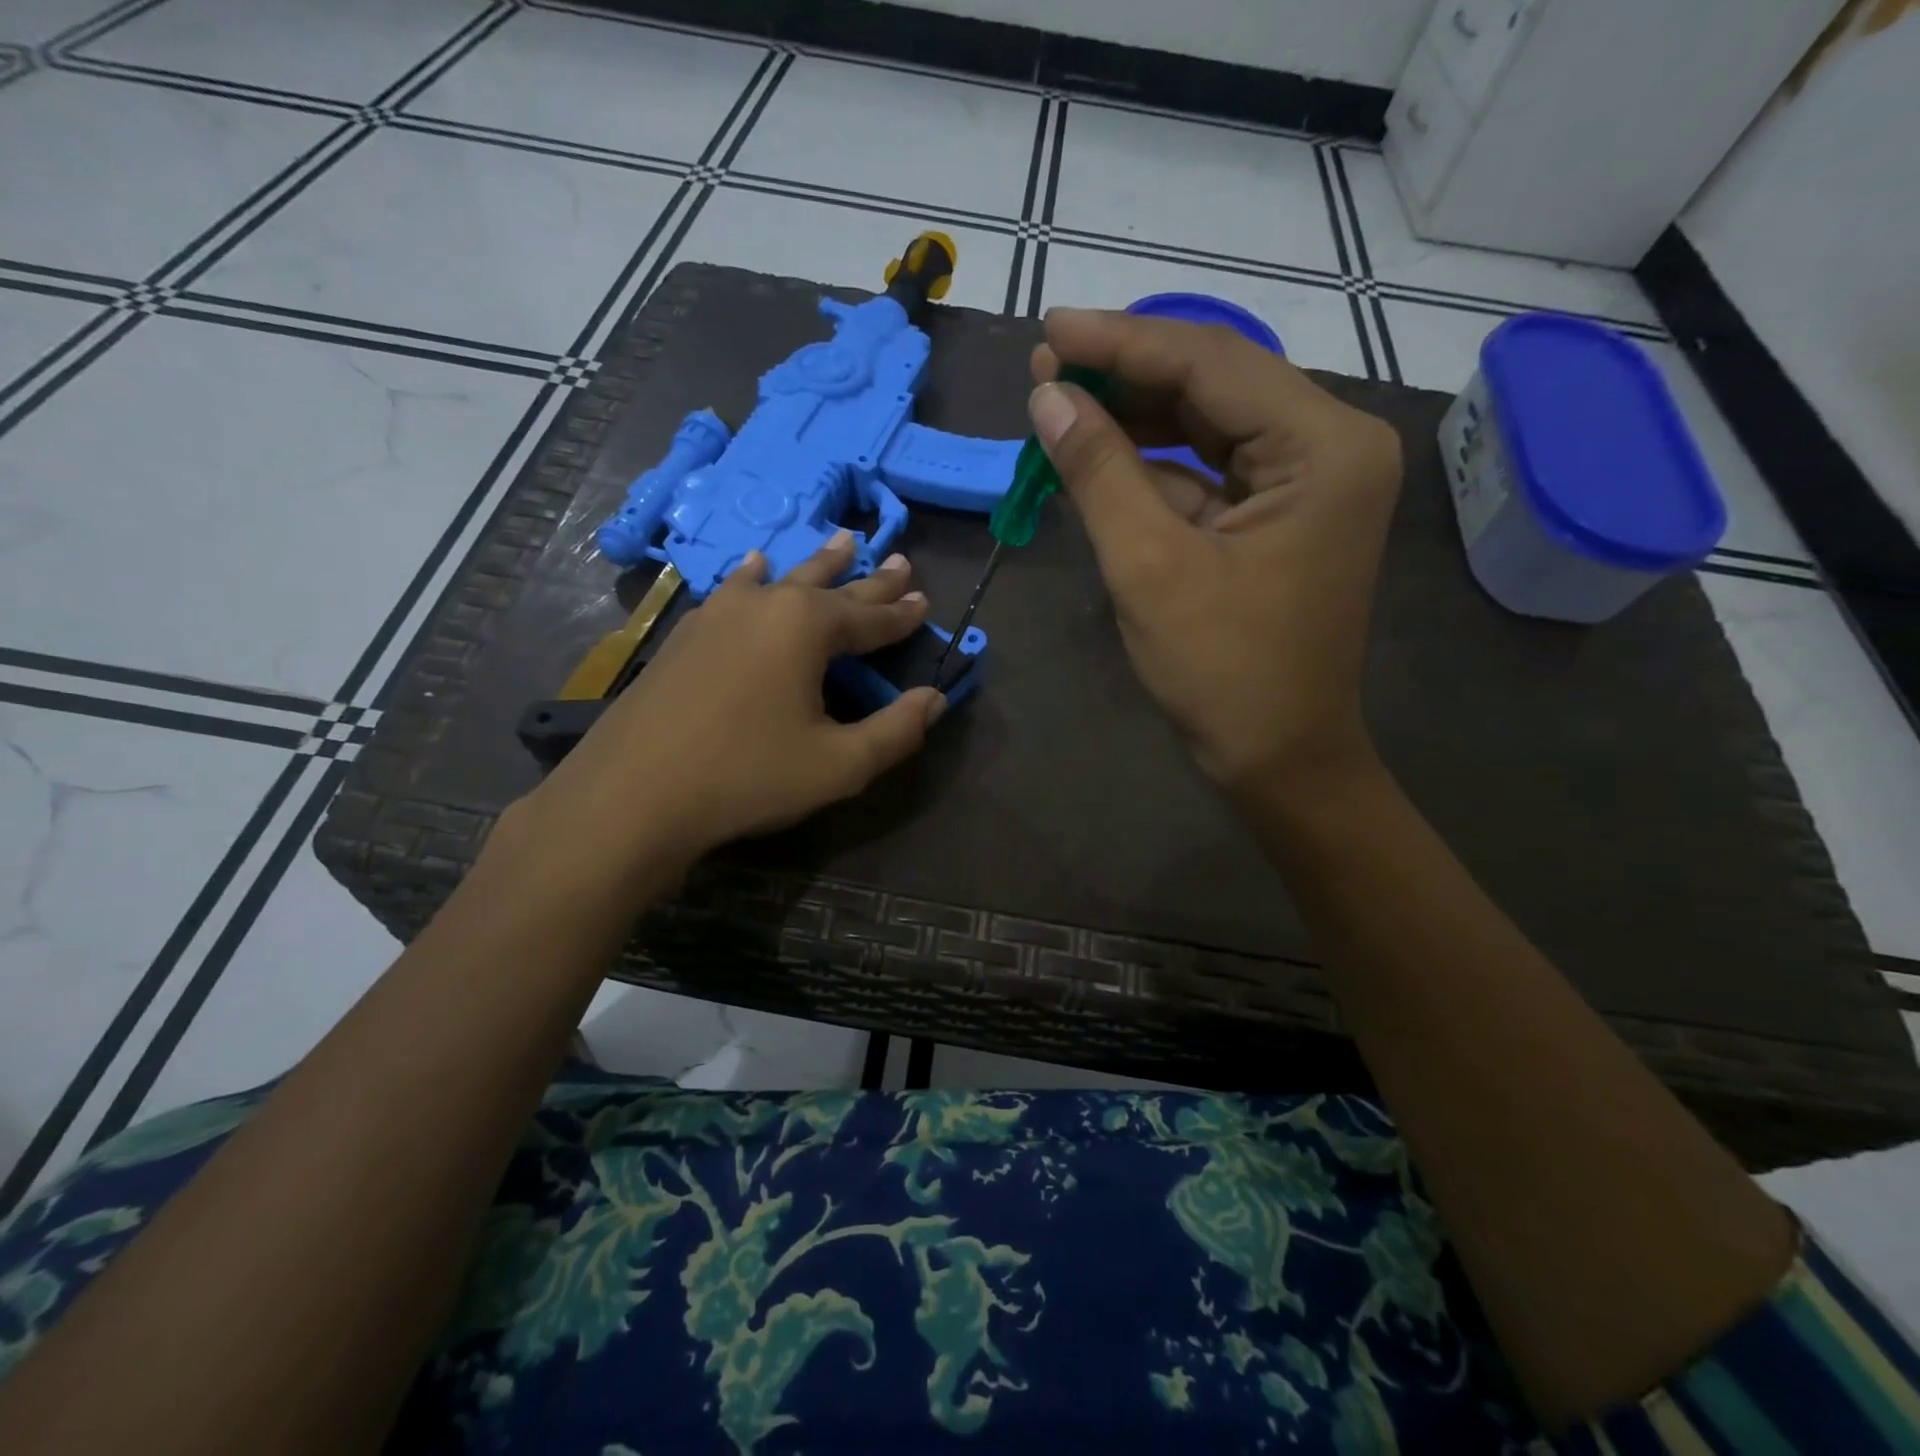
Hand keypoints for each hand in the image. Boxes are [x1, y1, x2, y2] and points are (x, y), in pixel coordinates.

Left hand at [521, 533, 944, 870]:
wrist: (633, 794)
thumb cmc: (747, 776)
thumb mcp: (839, 765)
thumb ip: (895, 731)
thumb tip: (934, 700)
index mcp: (806, 627)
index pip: (869, 617)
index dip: (901, 614)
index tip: (925, 600)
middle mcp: (764, 605)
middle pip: (829, 586)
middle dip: (868, 578)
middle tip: (898, 559)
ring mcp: (717, 614)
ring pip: (780, 579)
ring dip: (815, 564)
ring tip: (839, 541)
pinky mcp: (685, 634)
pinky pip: (733, 591)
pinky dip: (753, 577)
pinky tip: (752, 570)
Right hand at [1030, 308, 1402, 796]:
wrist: (1277, 758)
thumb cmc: (1222, 672)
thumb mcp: (1150, 567)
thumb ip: (1100, 473)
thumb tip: (1048, 399)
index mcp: (1323, 447)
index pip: (1211, 363)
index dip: (1122, 343)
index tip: (1048, 329)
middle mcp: (1329, 447)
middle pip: (1215, 385)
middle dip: (1128, 376)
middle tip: (1046, 366)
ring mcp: (1307, 483)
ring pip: (1208, 426)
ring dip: (1135, 419)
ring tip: (1059, 403)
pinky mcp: (1279, 517)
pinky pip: (1208, 472)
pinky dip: (1153, 467)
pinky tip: (1098, 456)